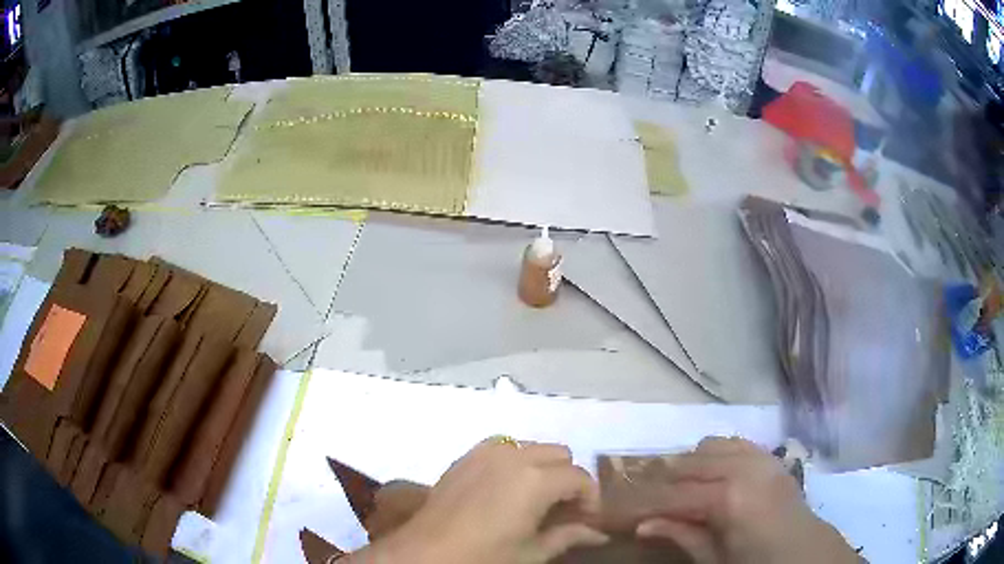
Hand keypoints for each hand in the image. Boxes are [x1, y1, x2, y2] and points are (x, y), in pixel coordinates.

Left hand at [345, 438, 607, 563]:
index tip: (587, 520)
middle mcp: (513, 455)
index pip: (580, 478)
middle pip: (559, 454)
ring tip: (535, 499)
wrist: (425, 553)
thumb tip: (600, 534)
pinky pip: (502, 447)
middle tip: (562, 510)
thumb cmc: (484, 557)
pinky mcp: (466, 456)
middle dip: (568, 480)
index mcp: (535, 479)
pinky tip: (506, 489)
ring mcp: (486, 452)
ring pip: (531, 447)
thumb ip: (570, 536)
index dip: (590, 499)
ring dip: (542, 468)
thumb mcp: (532, 552)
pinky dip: (515, 461)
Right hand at [636, 437, 859, 563]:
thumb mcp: (716, 560)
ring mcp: (759, 457)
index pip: (671, 495)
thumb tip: (643, 525)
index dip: (641, 503)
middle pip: (686, 464)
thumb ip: (682, 537)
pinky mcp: (769, 456)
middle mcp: (743, 467)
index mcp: (728, 498)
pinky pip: (733, 443)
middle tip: (641, 501)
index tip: (615, 508)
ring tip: (676, 490)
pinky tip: (709, 476)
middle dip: (659, 482)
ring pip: (708, 447)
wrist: (805, 550)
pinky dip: (714, 455)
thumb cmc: (757, 563)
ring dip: (688, 466)